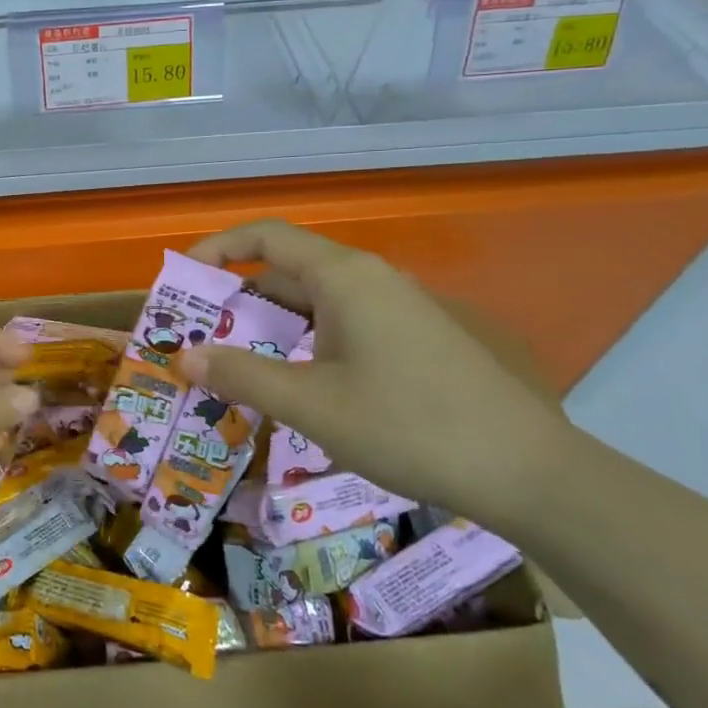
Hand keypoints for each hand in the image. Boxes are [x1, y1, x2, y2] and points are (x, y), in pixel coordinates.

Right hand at [179, 220, 569, 525]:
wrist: (526, 471)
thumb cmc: (408, 425)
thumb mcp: (311, 405)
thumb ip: (242, 376)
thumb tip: (185, 358)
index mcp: (343, 276)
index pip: (265, 236)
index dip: (216, 250)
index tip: (181, 283)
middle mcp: (368, 280)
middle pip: (286, 271)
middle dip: (236, 302)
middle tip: (197, 339)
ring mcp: (394, 310)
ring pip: (313, 305)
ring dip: (269, 330)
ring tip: (232, 367)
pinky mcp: (411, 340)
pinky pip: (340, 328)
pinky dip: (303, 346)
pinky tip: (292, 386)